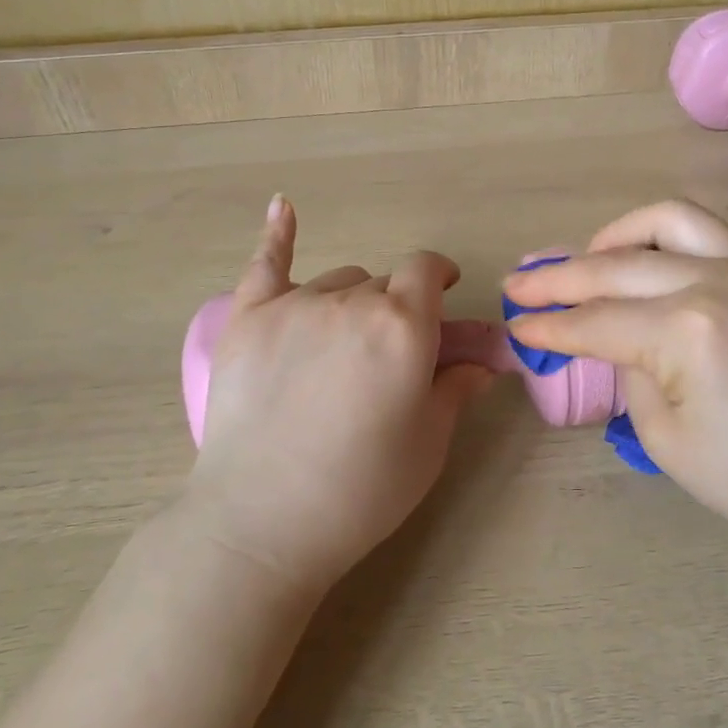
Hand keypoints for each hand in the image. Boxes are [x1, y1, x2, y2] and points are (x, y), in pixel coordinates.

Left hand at [184, 196, 492, 592]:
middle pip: (382, 284)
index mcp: (404, 326)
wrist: (263, 522)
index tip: (444, 292)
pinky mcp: (246, 320)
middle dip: (395, 309)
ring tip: (341, 348)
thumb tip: (481, 364)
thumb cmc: (362, 489)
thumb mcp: (428, 443)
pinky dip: (277, 234)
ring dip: (350, 302)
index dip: (439, 276)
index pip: (427, 271)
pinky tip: (282, 205)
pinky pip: (265, 264)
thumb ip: (455, 389)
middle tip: (388, 356)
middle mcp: (352, 302)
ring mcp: (293, 306)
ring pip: (336, 283)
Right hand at [502, 200, 727, 566]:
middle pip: (617, 265)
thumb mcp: (666, 438)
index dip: (549, 326)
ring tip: (584, 259)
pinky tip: (640, 255)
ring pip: (665, 220)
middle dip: (560, 277)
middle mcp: (717, 279)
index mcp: (688, 329)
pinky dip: (662, 234)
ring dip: (614, 235)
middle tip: (520, 284)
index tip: (514, 324)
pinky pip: (706, 230)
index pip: (596, 321)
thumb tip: (614, 339)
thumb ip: (629, 371)